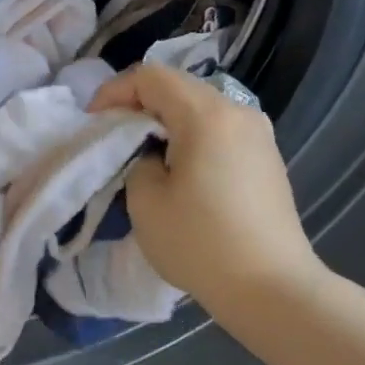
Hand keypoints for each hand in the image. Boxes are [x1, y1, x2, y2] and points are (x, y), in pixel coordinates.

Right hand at [88, 65, 321, 316]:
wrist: (271, 287)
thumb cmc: (200, 243)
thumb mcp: (146, 201)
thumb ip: (137, 160)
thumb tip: (152, 154)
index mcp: (207, 114)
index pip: (151, 76)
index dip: (114, 92)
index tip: (93, 123)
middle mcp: (239, 112)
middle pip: (179, 89)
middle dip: (139, 107)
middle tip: (113, 141)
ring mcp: (260, 136)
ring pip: (201, 111)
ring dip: (166, 125)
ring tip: (144, 159)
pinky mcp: (268, 160)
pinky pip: (220, 134)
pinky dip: (192, 141)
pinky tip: (181, 175)